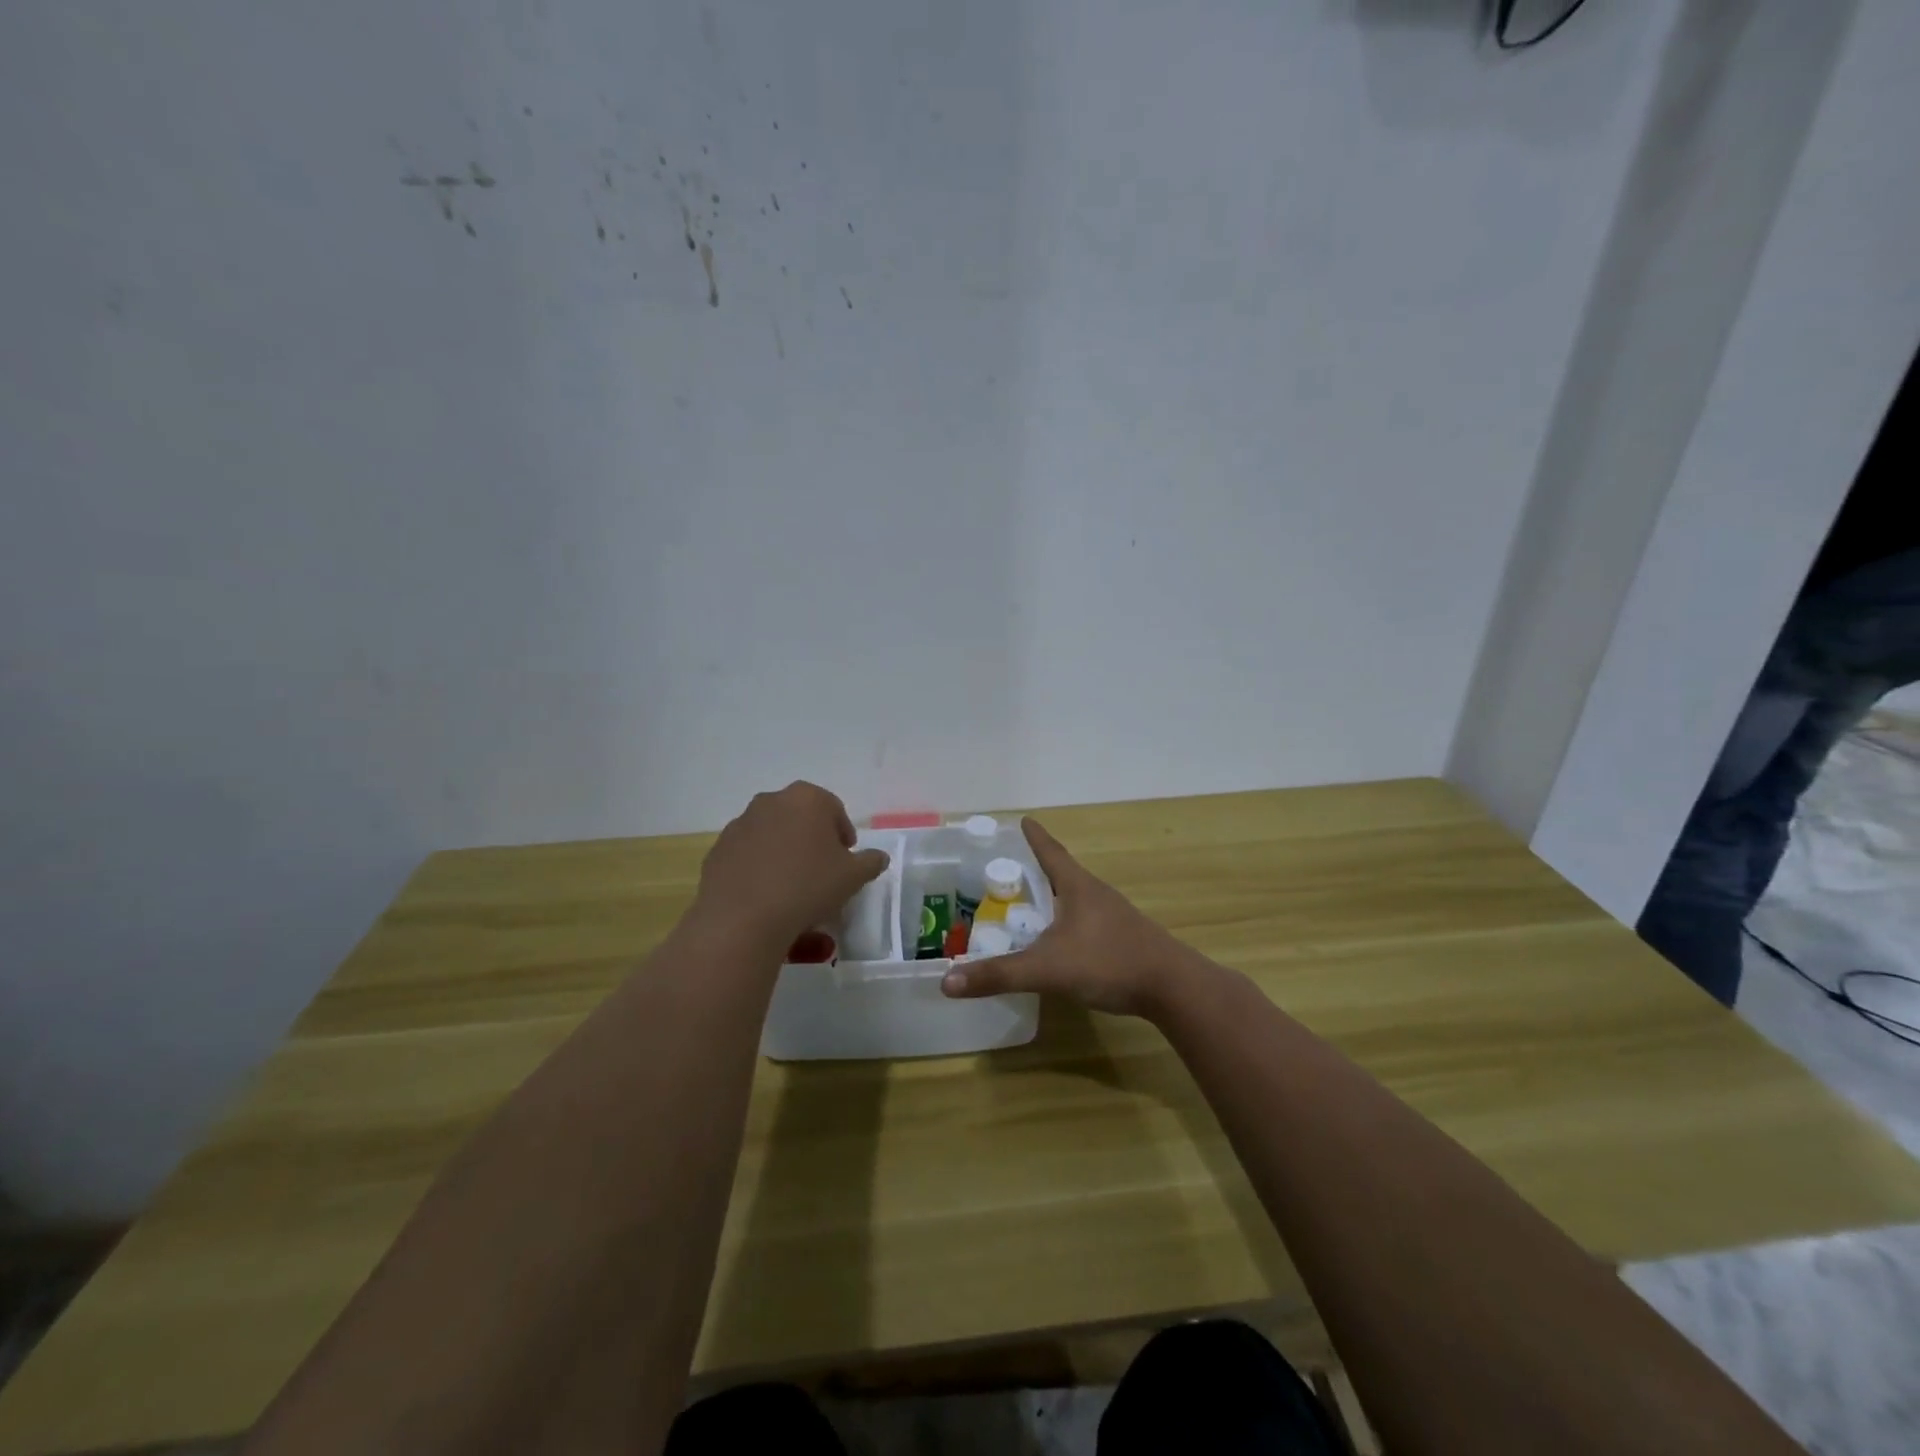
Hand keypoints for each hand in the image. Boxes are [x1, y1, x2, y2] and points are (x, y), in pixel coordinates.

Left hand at [691, 782, 889, 951]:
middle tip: (822, 873)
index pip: (834, 809)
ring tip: (793, 889)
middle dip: (813, 841)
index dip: (844, 836)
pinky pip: (748, 856)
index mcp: (807, 798)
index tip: (847, 861)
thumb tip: (877, 857)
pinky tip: (766, 898)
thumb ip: (870, 862)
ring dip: (785, 854)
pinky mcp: (718, 850)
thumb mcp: (853, 877)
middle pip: (801, 819)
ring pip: (773, 836)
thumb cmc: (807, 887)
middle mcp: (771, 801)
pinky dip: (759, 870)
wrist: (742, 919)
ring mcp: (740, 824)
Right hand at [940, 818, 1191, 1017]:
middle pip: (1064, 873)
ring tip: (1033, 904)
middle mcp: (1096, 894)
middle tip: (1013, 869)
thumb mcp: (1047, 968)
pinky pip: (1088, 920)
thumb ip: (999, 975)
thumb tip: (947, 981)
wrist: (1172, 987)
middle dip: (1039, 868)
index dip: (1035, 838)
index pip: (1050, 852)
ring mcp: (1114, 916)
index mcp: (1078, 887)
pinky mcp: (1124, 938)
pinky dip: (1068, 921)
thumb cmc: (1108, 962)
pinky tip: (1062, 940)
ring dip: (1055, 896)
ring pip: (1077, 898)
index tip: (1024, 820)